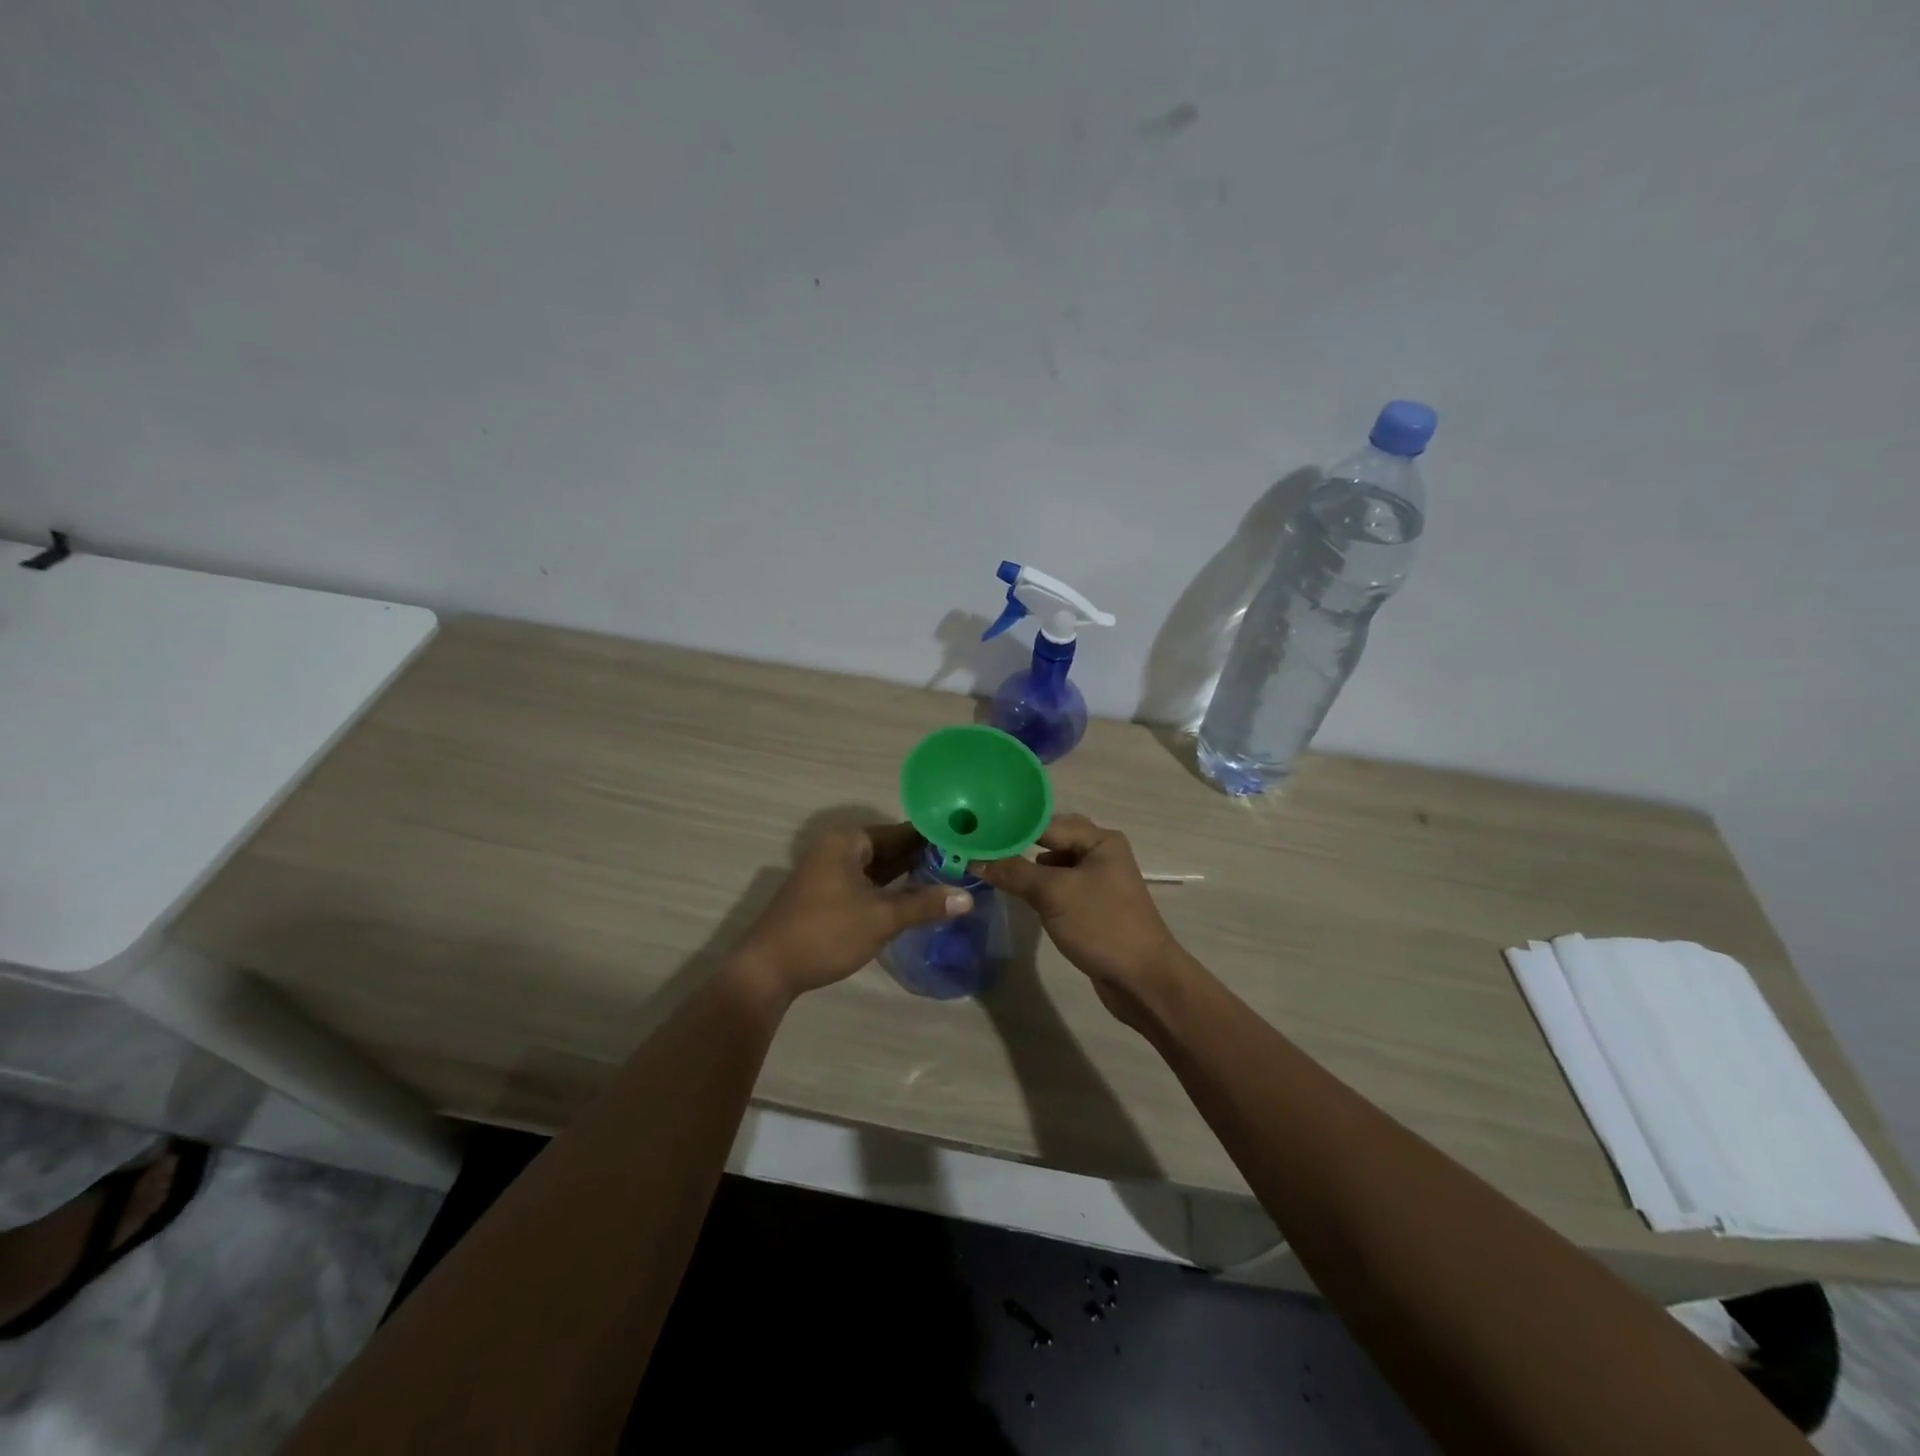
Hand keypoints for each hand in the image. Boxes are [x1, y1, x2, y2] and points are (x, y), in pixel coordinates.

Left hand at [732, 822, 971, 1003]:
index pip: (902, 831)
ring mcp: (830, 871)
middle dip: (924, 857)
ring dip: (908, 874)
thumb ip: (924, 904)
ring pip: (879, 867)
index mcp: (848, 840)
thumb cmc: (826, 933)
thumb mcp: (881, 918)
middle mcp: (838, 847)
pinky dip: (890, 888)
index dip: (935, 838)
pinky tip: (916, 897)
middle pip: (890, 847)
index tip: (968, 843)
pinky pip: (868, 882)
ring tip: (950, 879)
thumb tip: (968, 897)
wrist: (767, 970)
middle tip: (966, 864)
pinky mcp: (828, 894)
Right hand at [971, 814, 1187, 1025]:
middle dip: (1018, 845)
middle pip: (1050, 840)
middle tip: (979, 848)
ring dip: (1026, 867)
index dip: (1011, 826)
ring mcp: (1098, 880)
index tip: (976, 831)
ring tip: (989, 868)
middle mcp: (1101, 853)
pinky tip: (1017, 893)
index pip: (1046, 823)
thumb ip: (1014, 872)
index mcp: (1099, 839)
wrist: (1143, 980)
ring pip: (1054, 865)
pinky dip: (1038, 887)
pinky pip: (1059, 887)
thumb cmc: (1101, 925)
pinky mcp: (1093, 906)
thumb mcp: (1053, 893)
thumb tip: (975, 859)